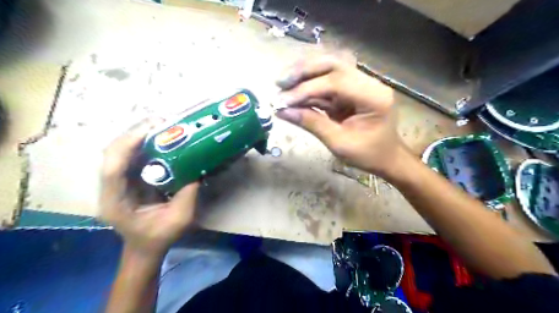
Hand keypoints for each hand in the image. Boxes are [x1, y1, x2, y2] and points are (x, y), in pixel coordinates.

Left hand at [100, 120, 200, 259]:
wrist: (144, 248)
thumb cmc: (159, 237)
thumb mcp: (180, 219)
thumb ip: (188, 194)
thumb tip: (197, 169)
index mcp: (116, 203)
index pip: (113, 169)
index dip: (128, 145)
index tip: (151, 130)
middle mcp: (110, 189)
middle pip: (112, 154)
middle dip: (134, 134)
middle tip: (160, 122)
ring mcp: (116, 182)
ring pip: (119, 151)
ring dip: (138, 135)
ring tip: (161, 125)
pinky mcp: (126, 179)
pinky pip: (131, 156)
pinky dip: (143, 143)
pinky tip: (159, 137)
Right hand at [274, 55, 406, 178]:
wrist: (386, 158)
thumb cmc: (367, 155)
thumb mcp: (339, 143)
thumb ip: (312, 123)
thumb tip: (282, 111)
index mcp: (373, 97)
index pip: (335, 82)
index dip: (306, 89)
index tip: (282, 100)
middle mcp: (369, 83)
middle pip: (333, 64)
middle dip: (303, 71)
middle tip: (280, 82)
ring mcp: (361, 83)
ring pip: (329, 67)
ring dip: (304, 73)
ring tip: (283, 84)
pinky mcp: (351, 89)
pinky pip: (328, 80)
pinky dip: (309, 85)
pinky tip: (294, 91)